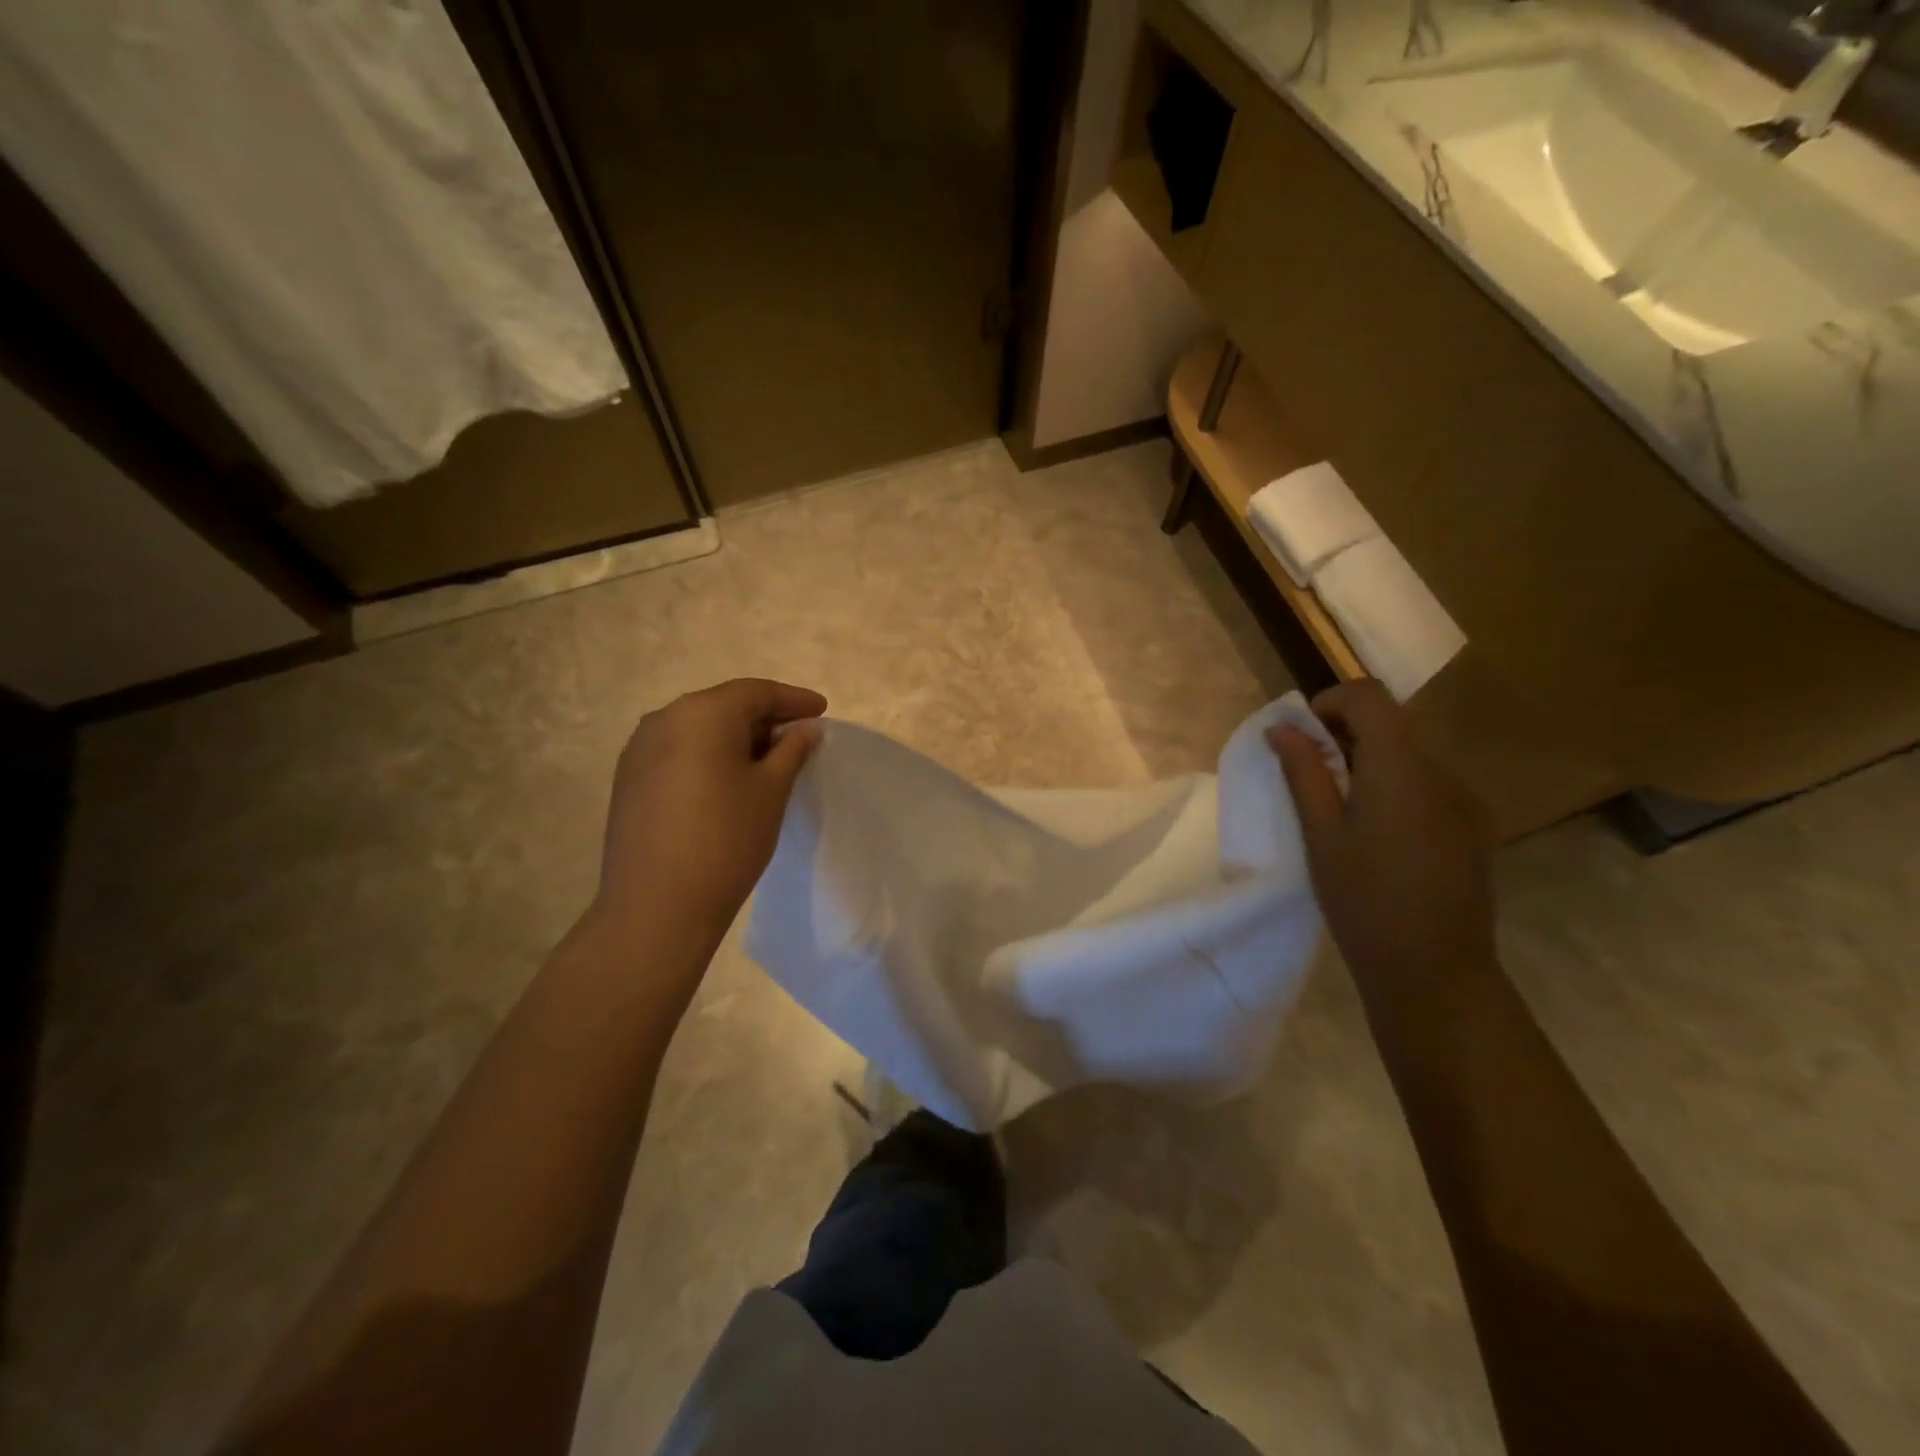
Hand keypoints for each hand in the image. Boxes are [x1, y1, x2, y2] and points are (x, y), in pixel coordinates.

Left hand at [594, 678, 825, 939]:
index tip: (822, 711)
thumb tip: (804, 729)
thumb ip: (791, 750)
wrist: (656, 907)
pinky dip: (709, 755)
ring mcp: (639, 749)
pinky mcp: (628, 780)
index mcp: (703, 713)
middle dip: (764, 717)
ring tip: (767, 760)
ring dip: (735, 737)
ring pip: (699, 729)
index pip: (756, 692)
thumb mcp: (771, 790)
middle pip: (724, 706)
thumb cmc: (726, 840)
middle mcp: (664, 719)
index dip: (794, 700)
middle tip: (799, 736)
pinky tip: (728, 780)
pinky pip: (678, 751)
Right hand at [1268, 679, 1495, 987]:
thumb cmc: (1364, 903)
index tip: (1301, 735)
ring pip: (1410, 751)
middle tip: (1310, 771)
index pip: (1369, 697)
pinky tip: (1377, 830)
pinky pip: (1428, 781)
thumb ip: (1304, 773)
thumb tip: (1282, 728)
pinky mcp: (1472, 824)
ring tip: (1339, 804)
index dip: (1330, 702)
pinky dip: (1394, 782)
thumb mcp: (1321, 836)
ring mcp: (1464, 798)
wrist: (1435, 972)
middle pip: (1392, 721)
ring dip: (1369, 757)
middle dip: (1344, 731)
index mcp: (1401, 770)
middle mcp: (1442, 772)